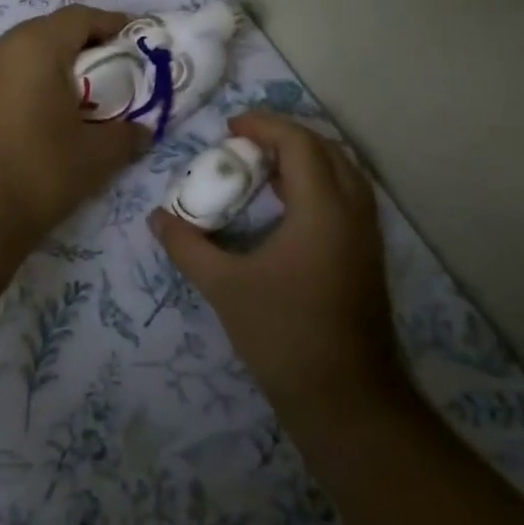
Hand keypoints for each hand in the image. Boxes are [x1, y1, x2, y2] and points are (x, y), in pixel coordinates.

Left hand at [0, 5, 147, 249]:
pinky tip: (41, 113)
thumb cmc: (38, 174)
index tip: (136, 40)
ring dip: (53, 64)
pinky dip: (28, 82)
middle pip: (49, 30)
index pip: (81, 17)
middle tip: (111, 69)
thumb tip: (142, 129)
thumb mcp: (96, 156)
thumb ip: (127, 134)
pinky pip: (3, 75)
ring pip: (23, 52)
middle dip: (83, 44)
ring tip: (78, 94)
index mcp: (35, 47)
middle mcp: (0, 48)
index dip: (113, 24)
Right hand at [149, 112, 396, 411]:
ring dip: (305, 158)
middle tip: (245, 142)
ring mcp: (367, 236)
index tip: (229, 127)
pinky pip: (347, 197)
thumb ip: (187, 246)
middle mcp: (353, 213)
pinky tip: (285, 205)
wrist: (345, 398)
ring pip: (344, 173)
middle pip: (328, 149)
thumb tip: (156, 218)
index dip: (264, 126)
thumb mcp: (224, 286)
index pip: (300, 144)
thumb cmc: (283, 334)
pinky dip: (317, 183)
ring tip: (262, 167)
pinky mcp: (367, 256)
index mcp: (322, 211)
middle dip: (286, 136)